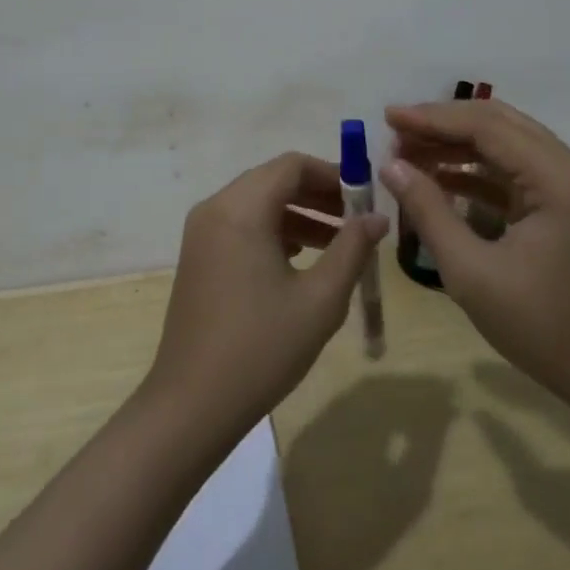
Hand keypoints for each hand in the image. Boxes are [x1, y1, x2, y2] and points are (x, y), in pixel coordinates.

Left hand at [142, 152, 387, 444]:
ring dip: (298, 214)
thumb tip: (377, 218)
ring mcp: (202, 232)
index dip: (333, 174)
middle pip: (273, 180)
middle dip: (318, 194)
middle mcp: (216, 208)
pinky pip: (242, 225)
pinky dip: (274, 230)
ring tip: (339, 243)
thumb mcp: (320, 299)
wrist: (192, 404)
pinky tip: (302, 260)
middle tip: (357, 219)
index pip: (292, 165)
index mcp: (241, 208)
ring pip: (258, 203)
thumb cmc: (261, 348)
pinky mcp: (198, 256)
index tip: (365, 197)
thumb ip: (352, 249)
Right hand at [379, 99, 569, 421]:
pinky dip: (477, 171)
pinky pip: (516, 172)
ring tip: (408, 152)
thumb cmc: (544, 328)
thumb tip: (390, 166)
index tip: (388, 117)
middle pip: (499, 124)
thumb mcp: (472, 273)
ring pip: (507, 145)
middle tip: (395, 131)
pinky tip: (440, 178)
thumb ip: (429, 211)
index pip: (487, 126)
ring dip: (458, 145)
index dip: (432, 118)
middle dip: (444, 124)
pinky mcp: (567, 206)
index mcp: (558, 178)